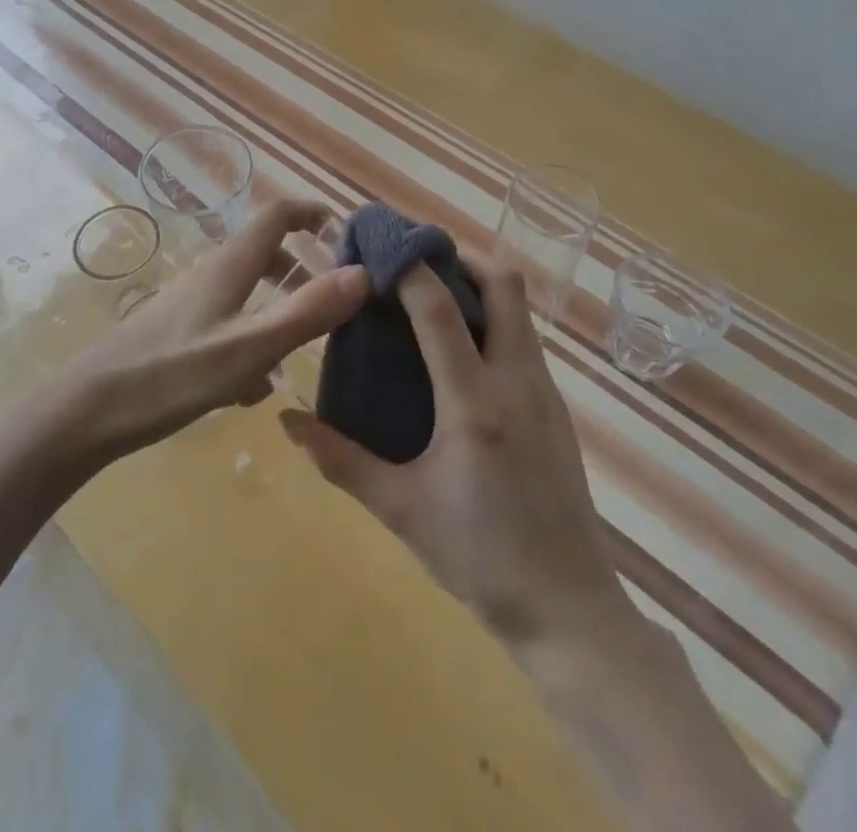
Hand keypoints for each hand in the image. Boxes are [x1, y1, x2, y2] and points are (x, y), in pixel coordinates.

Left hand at [63, 199, 370, 461]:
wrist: (86, 412)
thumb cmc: (169, 375)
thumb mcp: (247, 348)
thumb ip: (305, 312)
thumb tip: (362, 273)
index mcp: (228, 268)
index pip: (274, 216)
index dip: (309, 213)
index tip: (342, 229)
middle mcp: (209, 278)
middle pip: (262, 255)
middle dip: (300, 269)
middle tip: (333, 299)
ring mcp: (188, 306)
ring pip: (245, 294)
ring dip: (276, 310)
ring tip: (300, 351)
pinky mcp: (175, 336)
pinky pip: (226, 327)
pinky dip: (249, 343)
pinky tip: (250, 390)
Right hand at [280, 257, 621, 642]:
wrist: (569, 610)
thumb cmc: (480, 557)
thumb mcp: (400, 510)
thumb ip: (341, 461)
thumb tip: (287, 421)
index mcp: (474, 402)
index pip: (440, 308)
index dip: (409, 268)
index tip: (378, 247)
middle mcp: (517, 381)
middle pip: (503, 284)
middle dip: (458, 259)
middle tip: (413, 263)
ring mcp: (545, 392)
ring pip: (518, 309)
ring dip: (478, 287)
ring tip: (429, 299)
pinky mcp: (556, 408)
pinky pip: (524, 339)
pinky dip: (493, 320)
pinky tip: (460, 352)